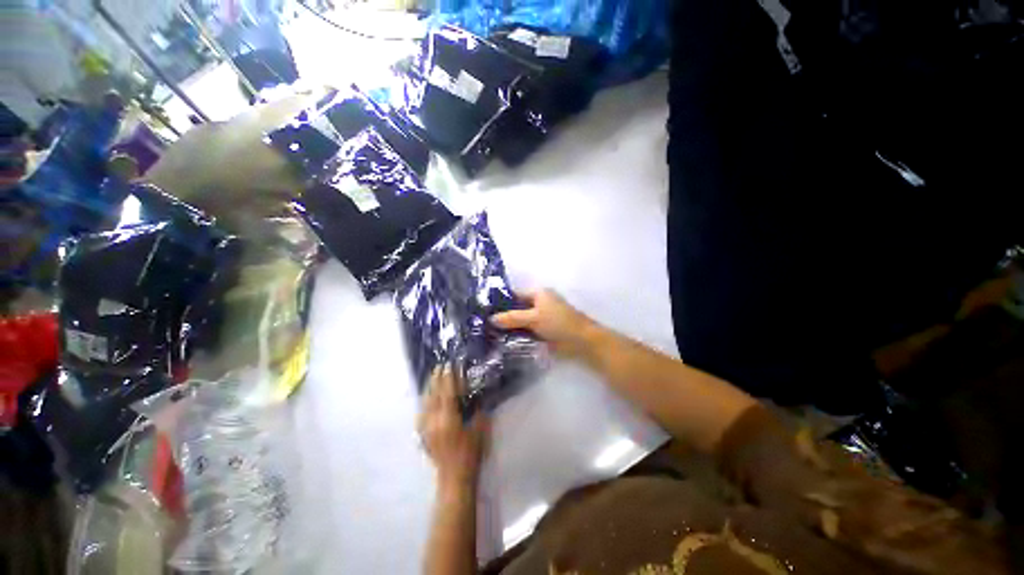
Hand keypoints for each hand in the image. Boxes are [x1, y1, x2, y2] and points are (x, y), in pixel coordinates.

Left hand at [417, 366, 489, 491]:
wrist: (454, 477)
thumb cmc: (470, 453)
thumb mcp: (479, 429)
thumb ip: (477, 411)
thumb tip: (475, 395)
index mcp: (448, 419)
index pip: (447, 392)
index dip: (448, 378)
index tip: (449, 365)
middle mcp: (434, 421)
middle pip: (434, 395)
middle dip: (436, 379)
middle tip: (439, 366)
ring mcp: (426, 428)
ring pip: (425, 402)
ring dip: (429, 388)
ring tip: (433, 376)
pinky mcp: (423, 434)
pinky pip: (421, 413)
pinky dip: (424, 401)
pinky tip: (426, 398)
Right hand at [491, 289, 599, 357]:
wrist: (581, 340)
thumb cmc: (558, 322)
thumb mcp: (533, 318)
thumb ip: (512, 318)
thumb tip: (491, 318)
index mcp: (538, 293)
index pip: (515, 295)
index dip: (501, 303)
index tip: (486, 312)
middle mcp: (539, 303)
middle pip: (518, 309)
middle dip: (505, 317)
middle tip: (486, 326)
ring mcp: (542, 317)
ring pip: (522, 321)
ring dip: (511, 328)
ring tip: (492, 335)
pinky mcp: (545, 330)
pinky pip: (528, 331)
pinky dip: (520, 335)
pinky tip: (506, 342)